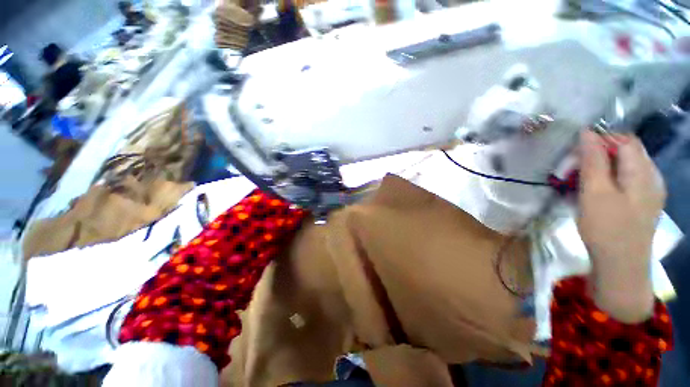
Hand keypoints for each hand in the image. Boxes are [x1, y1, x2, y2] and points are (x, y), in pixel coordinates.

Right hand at [577, 130, 665, 322]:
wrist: (621, 267)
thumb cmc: (606, 229)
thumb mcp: (595, 193)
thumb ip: (593, 160)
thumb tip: (587, 132)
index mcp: (643, 172)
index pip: (624, 140)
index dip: (600, 141)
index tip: (575, 155)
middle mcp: (651, 177)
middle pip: (625, 152)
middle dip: (598, 156)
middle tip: (573, 172)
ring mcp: (648, 192)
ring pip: (624, 168)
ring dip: (601, 170)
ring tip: (580, 185)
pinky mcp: (641, 204)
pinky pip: (625, 182)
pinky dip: (608, 182)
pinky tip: (595, 195)